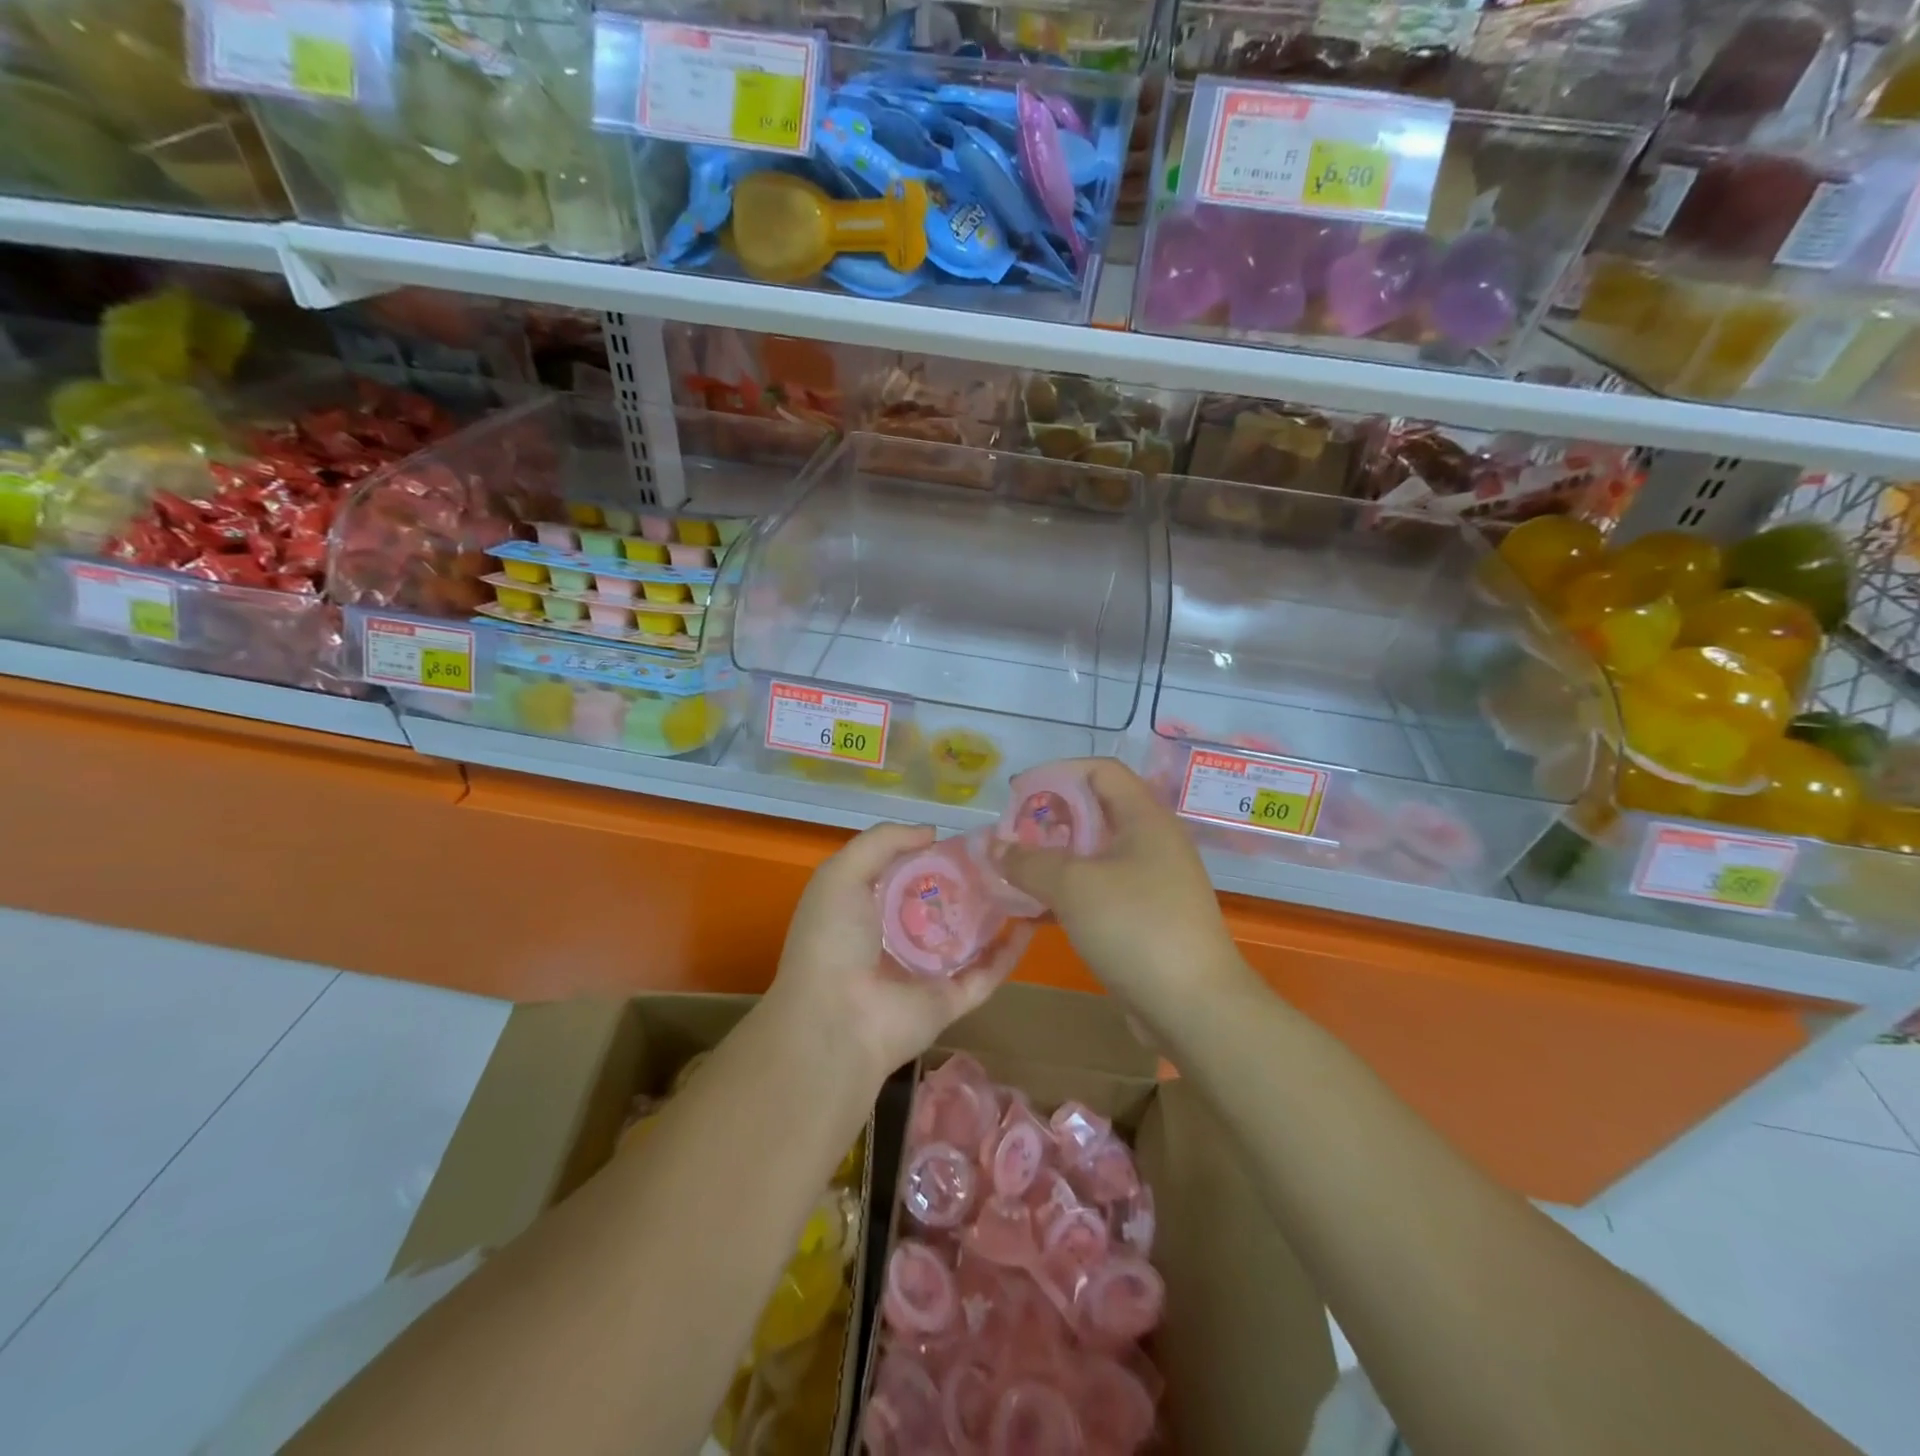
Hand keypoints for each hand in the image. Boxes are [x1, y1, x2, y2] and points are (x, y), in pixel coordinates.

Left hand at [764, 823, 1029, 1082]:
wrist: (835, 1018)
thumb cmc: (833, 938)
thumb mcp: (842, 873)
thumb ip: (883, 842)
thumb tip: (931, 832)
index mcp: (867, 909)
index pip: (907, 874)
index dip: (934, 853)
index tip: (968, 836)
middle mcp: (897, 938)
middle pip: (942, 904)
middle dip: (970, 880)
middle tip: (1005, 855)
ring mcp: (926, 971)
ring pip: (969, 937)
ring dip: (996, 912)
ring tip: (1026, 881)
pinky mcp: (951, 999)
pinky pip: (987, 973)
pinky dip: (1010, 951)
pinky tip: (1032, 922)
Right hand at [993, 759, 1244, 1013]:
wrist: (1195, 1007)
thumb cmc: (1136, 927)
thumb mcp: (1074, 886)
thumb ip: (1029, 861)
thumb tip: (993, 845)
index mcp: (1145, 819)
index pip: (1100, 771)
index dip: (1057, 773)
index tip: (1018, 793)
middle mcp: (1152, 842)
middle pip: (1096, 811)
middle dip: (1050, 819)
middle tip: (1012, 838)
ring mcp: (1152, 882)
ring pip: (1095, 854)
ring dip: (1055, 859)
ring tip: (1015, 872)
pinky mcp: (1146, 917)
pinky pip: (1100, 889)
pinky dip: (1068, 892)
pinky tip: (1036, 909)